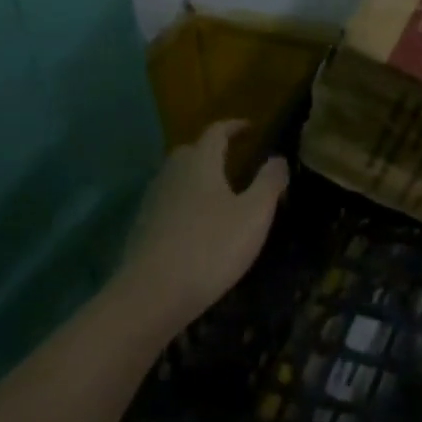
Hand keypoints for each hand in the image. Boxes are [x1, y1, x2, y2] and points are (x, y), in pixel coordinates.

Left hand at [111, 120, 288, 337]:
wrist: (152, 295)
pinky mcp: (143, 228)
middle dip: (213, 150)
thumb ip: (269, 182)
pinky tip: (199, 222)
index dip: (234, 126)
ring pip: (177, 177)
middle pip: (191, 151)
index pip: (216, 132)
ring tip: (220, 191)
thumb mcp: (255, 215)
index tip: (251, 128)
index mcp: (200, 164)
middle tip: (235, 159)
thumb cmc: (211, 248)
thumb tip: (278, 157)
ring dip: (198, 176)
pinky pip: (169, 201)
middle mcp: (172, 175)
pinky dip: (186, 201)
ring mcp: (153, 202)